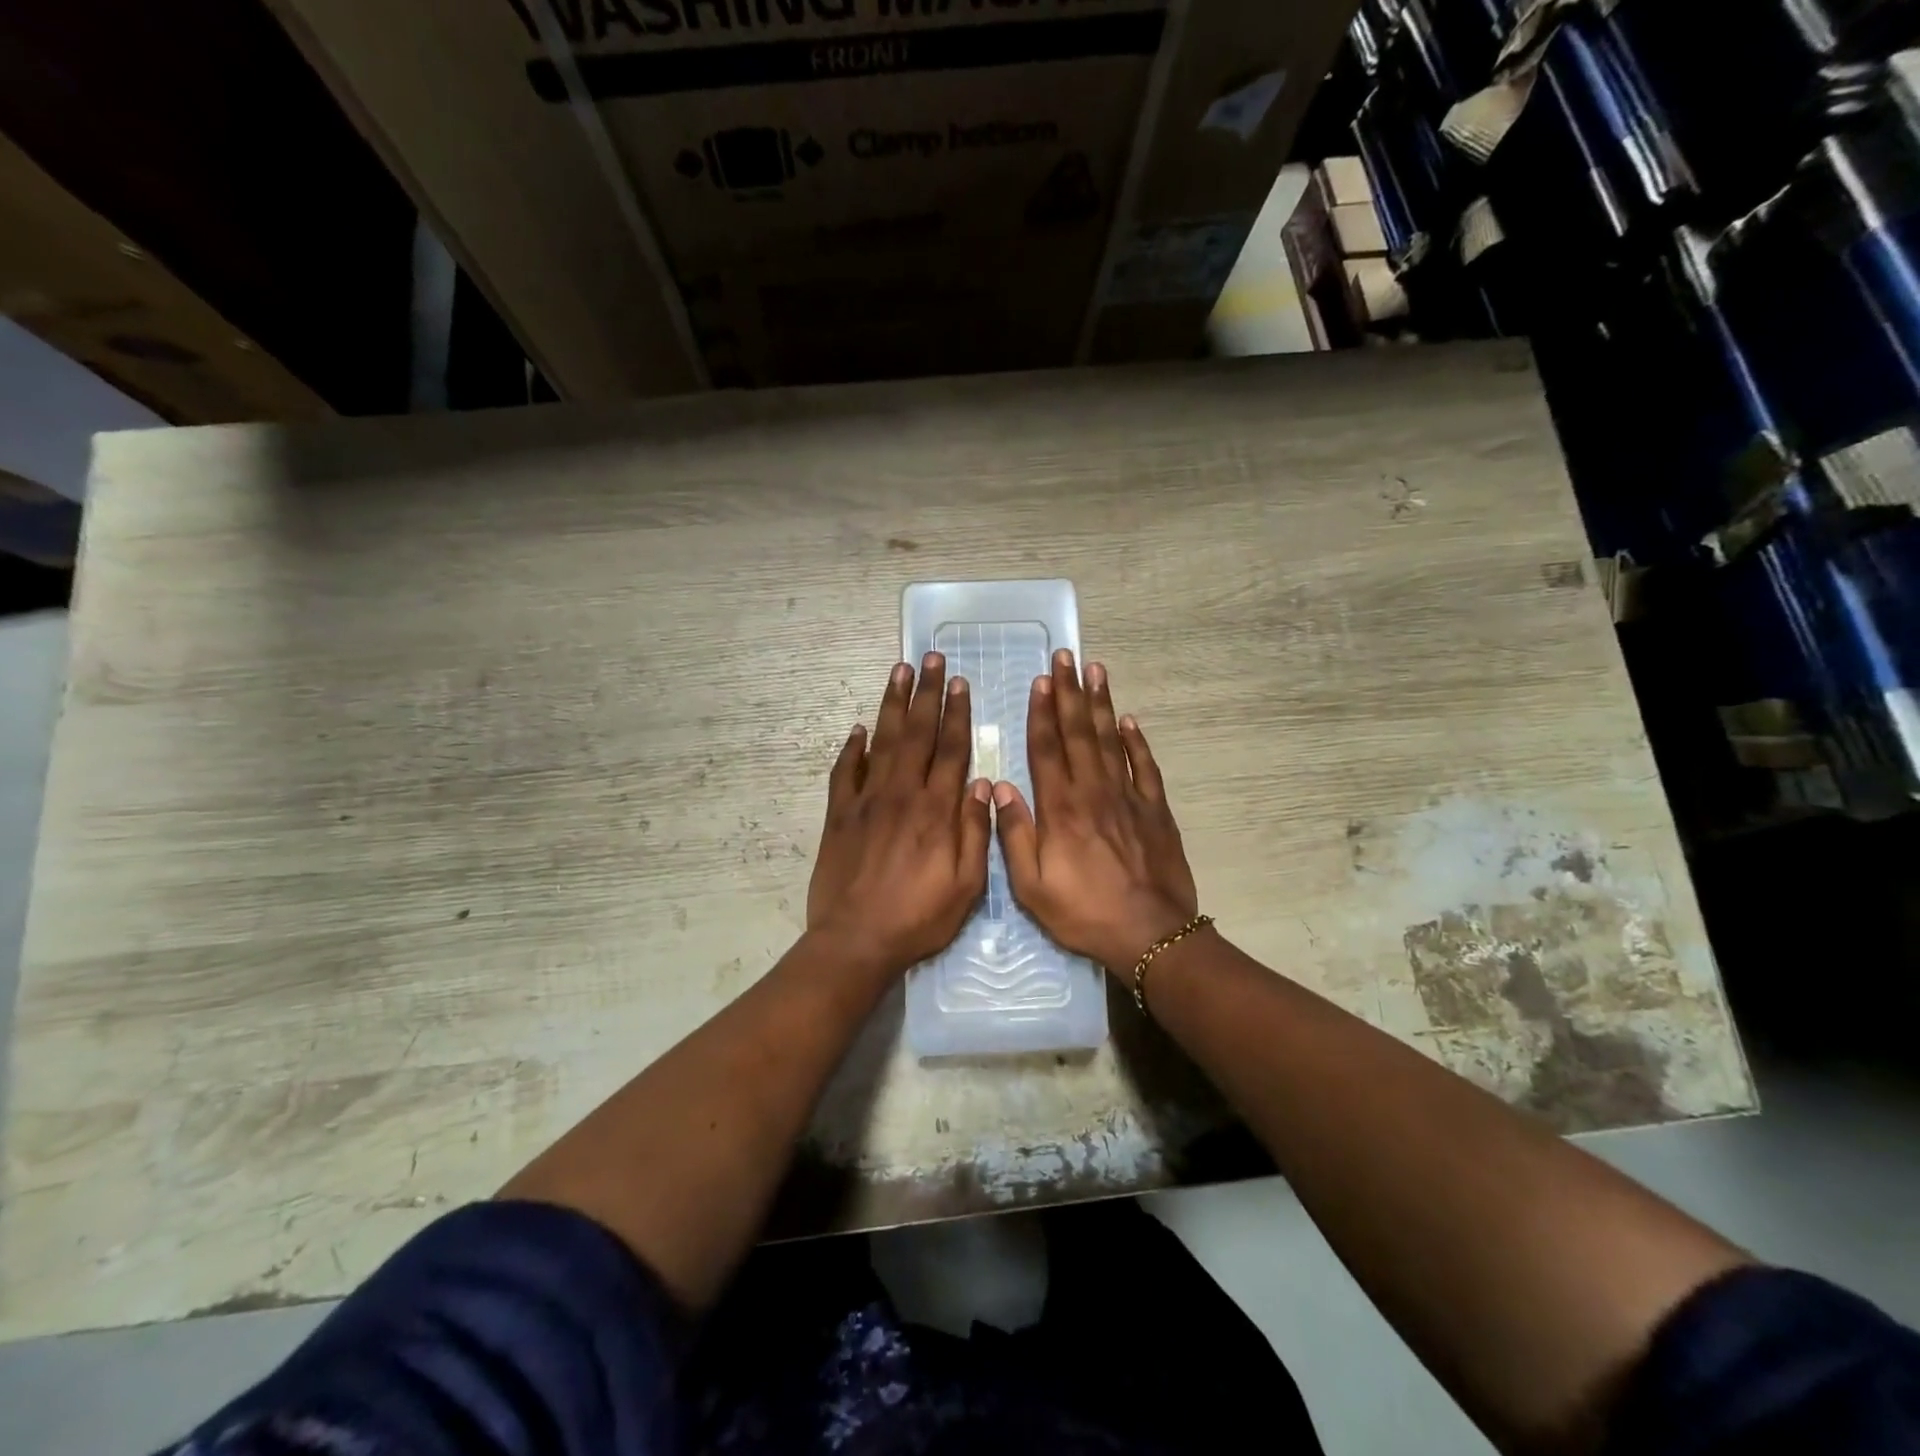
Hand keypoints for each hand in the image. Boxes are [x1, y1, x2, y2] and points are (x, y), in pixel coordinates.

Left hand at [807, 654, 992, 975]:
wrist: (856, 940)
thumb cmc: (918, 917)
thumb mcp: (966, 885)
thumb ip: (976, 832)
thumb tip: (983, 783)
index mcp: (936, 810)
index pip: (951, 750)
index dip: (958, 714)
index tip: (960, 682)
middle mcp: (902, 794)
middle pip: (918, 734)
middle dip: (927, 693)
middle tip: (931, 659)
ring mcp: (866, 801)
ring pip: (882, 741)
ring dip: (893, 705)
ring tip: (899, 672)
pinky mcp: (838, 815)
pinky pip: (844, 772)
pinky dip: (852, 748)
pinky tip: (859, 729)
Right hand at [994, 650, 1199, 972]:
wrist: (1150, 934)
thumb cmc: (1084, 913)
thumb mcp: (1032, 886)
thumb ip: (1015, 835)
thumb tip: (1001, 788)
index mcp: (1060, 809)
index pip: (1047, 749)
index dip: (1042, 713)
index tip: (1041, 680)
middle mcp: (1093, 793)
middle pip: (1079, 734)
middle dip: (1070, 693)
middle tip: (1067, 657)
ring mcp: (1128, 798)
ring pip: (1111, 741)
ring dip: (1101, 704)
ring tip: (1096, 671)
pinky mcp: (1156, 811)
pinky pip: (1145, 768)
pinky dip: (1136, 742)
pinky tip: (1129, 721)